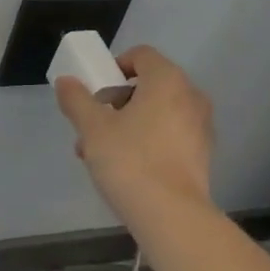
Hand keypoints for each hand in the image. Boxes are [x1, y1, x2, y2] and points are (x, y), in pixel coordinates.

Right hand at [55, 45, 214, 228]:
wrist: (171, 215)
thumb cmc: (130, 161)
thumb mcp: (93, 129)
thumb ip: (77, 100)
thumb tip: (66, 81)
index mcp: (167, 80)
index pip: (141, 55)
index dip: (114, 68)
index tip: (95, 93)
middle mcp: (191, 96)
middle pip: (148, 86)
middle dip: (116, 103)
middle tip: (92, 129)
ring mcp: (201, 126)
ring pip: (158, 113)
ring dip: (129, 124)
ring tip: (101, 155)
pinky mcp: (203, 154)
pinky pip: (171, 135)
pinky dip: (149, 141)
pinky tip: (128, 169)